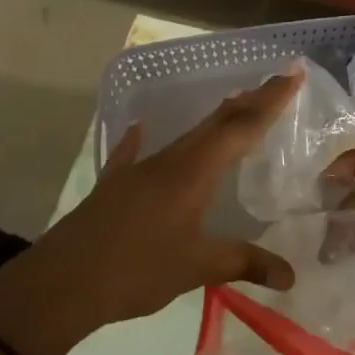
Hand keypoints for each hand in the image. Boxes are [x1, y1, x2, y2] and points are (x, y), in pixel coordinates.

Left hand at [0, 73, 303, 354]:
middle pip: (215, 123)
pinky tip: (141, 130)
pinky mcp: (115, 185)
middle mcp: (169, 161)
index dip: (269, 101)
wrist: (63, 281)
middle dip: (248, 102)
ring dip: (213, 121)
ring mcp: (139, 169)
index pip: (241, 127)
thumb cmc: (137, 269)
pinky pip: (136, 154)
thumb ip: (244, 263)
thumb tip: (290, 275)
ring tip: (233, 107)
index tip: (292, 73)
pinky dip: (144, 140)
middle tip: (275, 84)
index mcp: (194, 172)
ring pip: (185, 136)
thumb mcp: (197, 268)